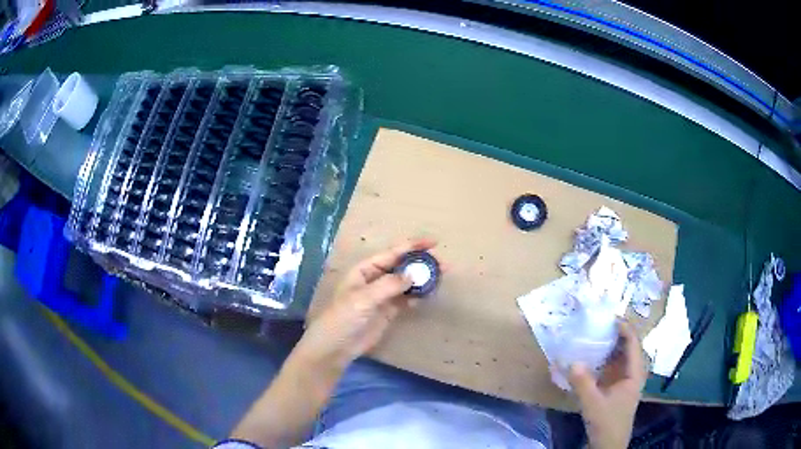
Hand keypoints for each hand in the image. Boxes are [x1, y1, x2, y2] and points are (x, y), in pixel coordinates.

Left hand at [297, 238, 436, 370]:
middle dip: (422, 263)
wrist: (336, 346)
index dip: (413, 246)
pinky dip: (418, 295)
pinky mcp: (389, 311)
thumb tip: (413, 275)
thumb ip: (388, 285)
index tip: (434, 243)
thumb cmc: (344, 317)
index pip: (392, 253)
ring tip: (442, 277)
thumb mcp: (364, 298)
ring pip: (407, 282)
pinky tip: (428, 295)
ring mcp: (383, 295)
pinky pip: (407, 298)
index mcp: (365, 269)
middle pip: (402, 266)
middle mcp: (375, 279)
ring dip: (423, 279)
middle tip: (443, 264)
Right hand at [569, 321, 646, 448]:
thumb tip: (571, 361)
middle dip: (617, 333)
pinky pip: (612, 366)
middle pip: (629, 347)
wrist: (608, 443)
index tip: (611, 317)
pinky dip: (604, 358)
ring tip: (595, 333)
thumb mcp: (593, 404)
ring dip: (610, 345)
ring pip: (620, 356)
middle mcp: (633, 373)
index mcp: (635, 374)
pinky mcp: (616, 387)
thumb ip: (583, 383)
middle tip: (600, 322)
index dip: (625, 329)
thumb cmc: (607, 422)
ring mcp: (625, 380)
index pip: (633, 344)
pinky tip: (592, 356)